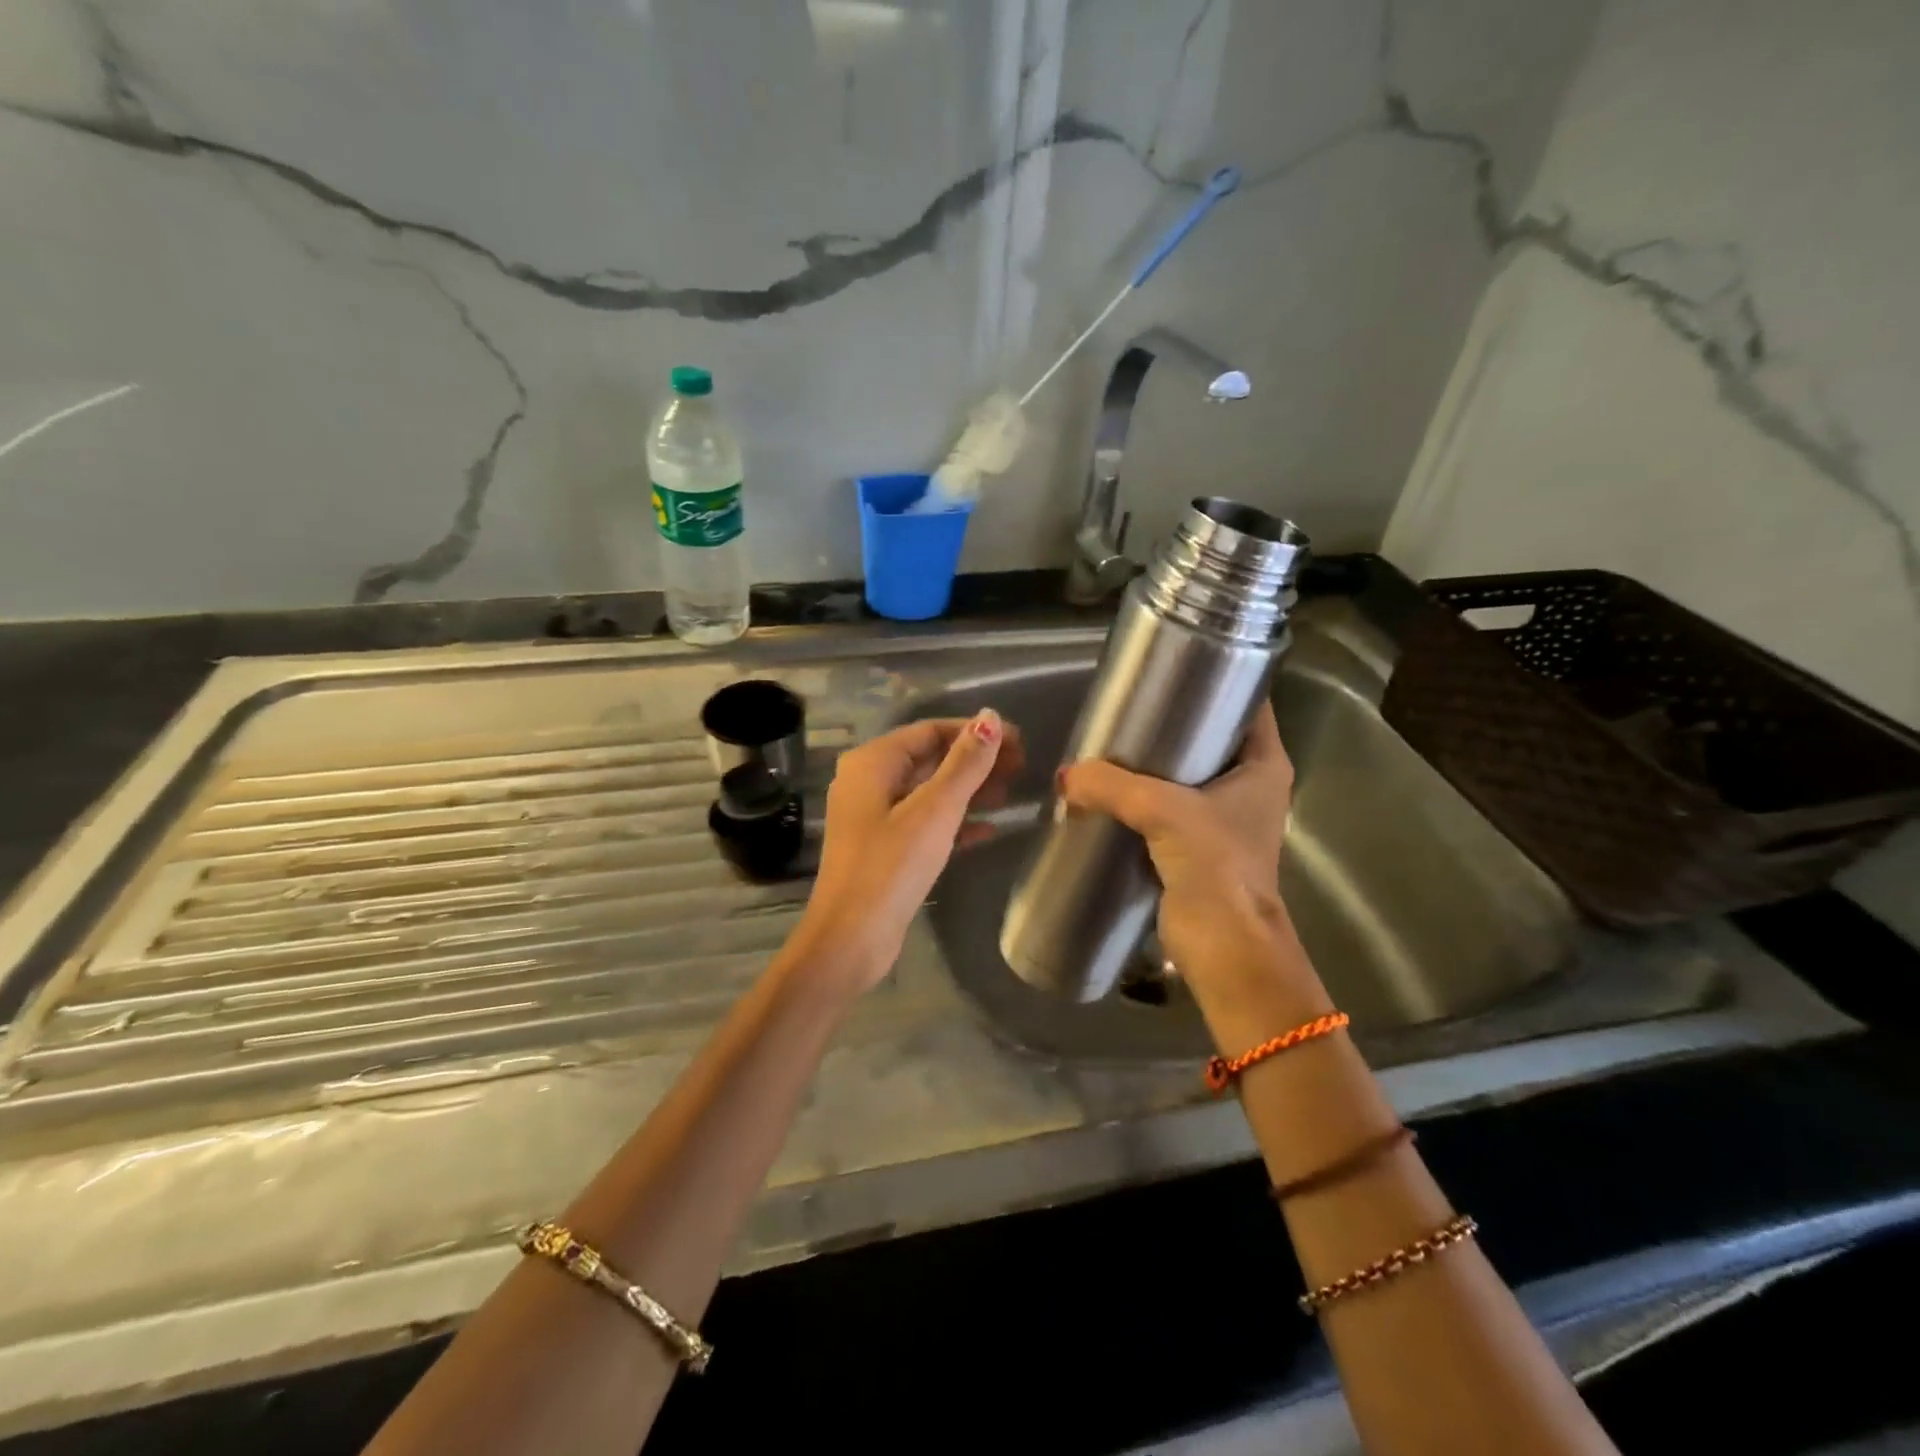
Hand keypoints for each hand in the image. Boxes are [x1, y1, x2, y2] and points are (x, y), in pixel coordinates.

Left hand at [789, 709, 1022, 994]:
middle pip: (930, 759)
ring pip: (929, 792)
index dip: (975, 732)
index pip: (930, 730)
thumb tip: (991, 717)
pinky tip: (990, 830)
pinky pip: (925, 822)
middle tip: (1021, 768)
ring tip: (1012, 794)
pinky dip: (955, 822)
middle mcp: (868, 782)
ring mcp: (874, 817)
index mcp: (873, 762)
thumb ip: (965, 763)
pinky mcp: (884, 848)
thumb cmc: (891, 867)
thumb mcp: (935, 810)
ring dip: (969, 790)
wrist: (851, 939)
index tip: (1018, 741)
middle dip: (975, 761)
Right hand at [1058, 703, 1315, 998]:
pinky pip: (1169, 805)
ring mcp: (1225, 816)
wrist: (1227, 947)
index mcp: (1264, 764)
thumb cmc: (1216, 867)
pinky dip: (1144, 794)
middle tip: (1129, 701)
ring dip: (1154, 760)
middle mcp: (1250, 784)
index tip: (1175, 663)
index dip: (1218, 678)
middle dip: (1173, 718)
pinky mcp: (1199, 845)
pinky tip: (1110, 784)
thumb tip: (1065, 776)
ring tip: (1113, 737)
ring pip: (1187, 771)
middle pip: (1212, 735)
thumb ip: (1112, 785)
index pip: (1248, 704)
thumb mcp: (1164, 812)